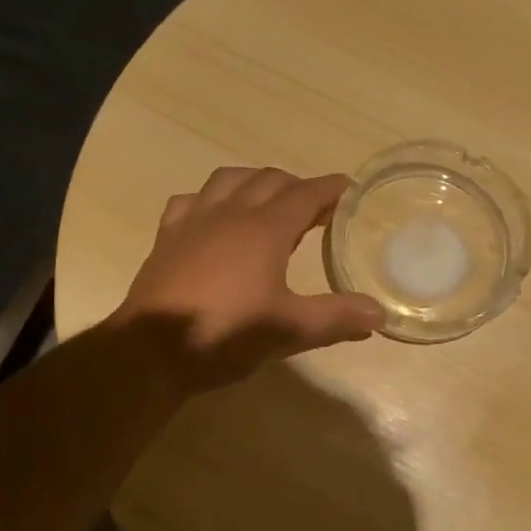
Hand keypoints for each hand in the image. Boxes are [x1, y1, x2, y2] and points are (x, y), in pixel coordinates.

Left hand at [109, 167, 385, 392]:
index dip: (330, 189)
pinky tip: (213, 217)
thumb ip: (337, 317)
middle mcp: (231, 213)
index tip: (348, 188)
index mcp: (265, 228)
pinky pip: (190, 200)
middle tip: (315, 207)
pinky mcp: (167, 237)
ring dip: (254, 182)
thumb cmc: (226, 334)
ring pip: (228, 179)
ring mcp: (194, 220)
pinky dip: (210, 199)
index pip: (306, 194)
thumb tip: (380, 314)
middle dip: (297, 186)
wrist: (151, 351)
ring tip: (267, 201)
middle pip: (269, 179)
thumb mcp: (290, 330)